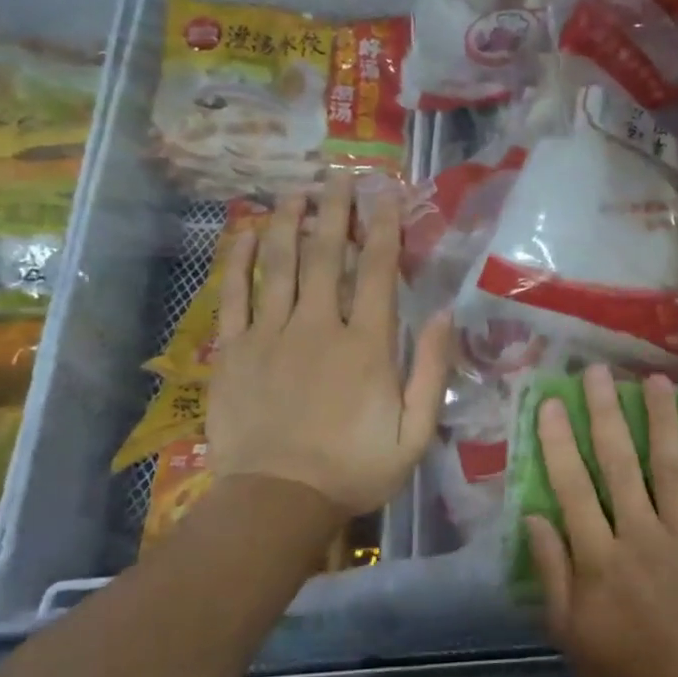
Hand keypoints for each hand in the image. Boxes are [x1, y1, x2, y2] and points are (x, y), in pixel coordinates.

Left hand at [208, 175, 454, 516]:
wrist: (277, 501)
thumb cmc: (355, 468)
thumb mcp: (415, 430)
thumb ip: (430, 370)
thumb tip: (443, 312)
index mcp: (366, 345)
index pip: (376, 271)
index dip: (383, 228)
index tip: (385, 193)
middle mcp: (318, 327)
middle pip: (326, 256)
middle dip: (335, 211)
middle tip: (339, 175)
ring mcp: (270, 336)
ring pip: (280, 266)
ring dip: (290, 223)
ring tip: (297, 190)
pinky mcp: (233, 352)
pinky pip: (235, 295)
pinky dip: (240, 259)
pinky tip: (246, 231)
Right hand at [527, 365, 677, 676]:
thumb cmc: (620, 670)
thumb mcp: (568, 631)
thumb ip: (552, 572)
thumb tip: (534, 515)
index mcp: (598, 557)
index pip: (572, 487)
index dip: (559, 442)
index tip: (552, 402)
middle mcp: (638, 534)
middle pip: (618, 465)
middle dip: (606, 414)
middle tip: (599, 372)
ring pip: (668, 468)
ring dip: (661, 422)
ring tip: (656, 380)